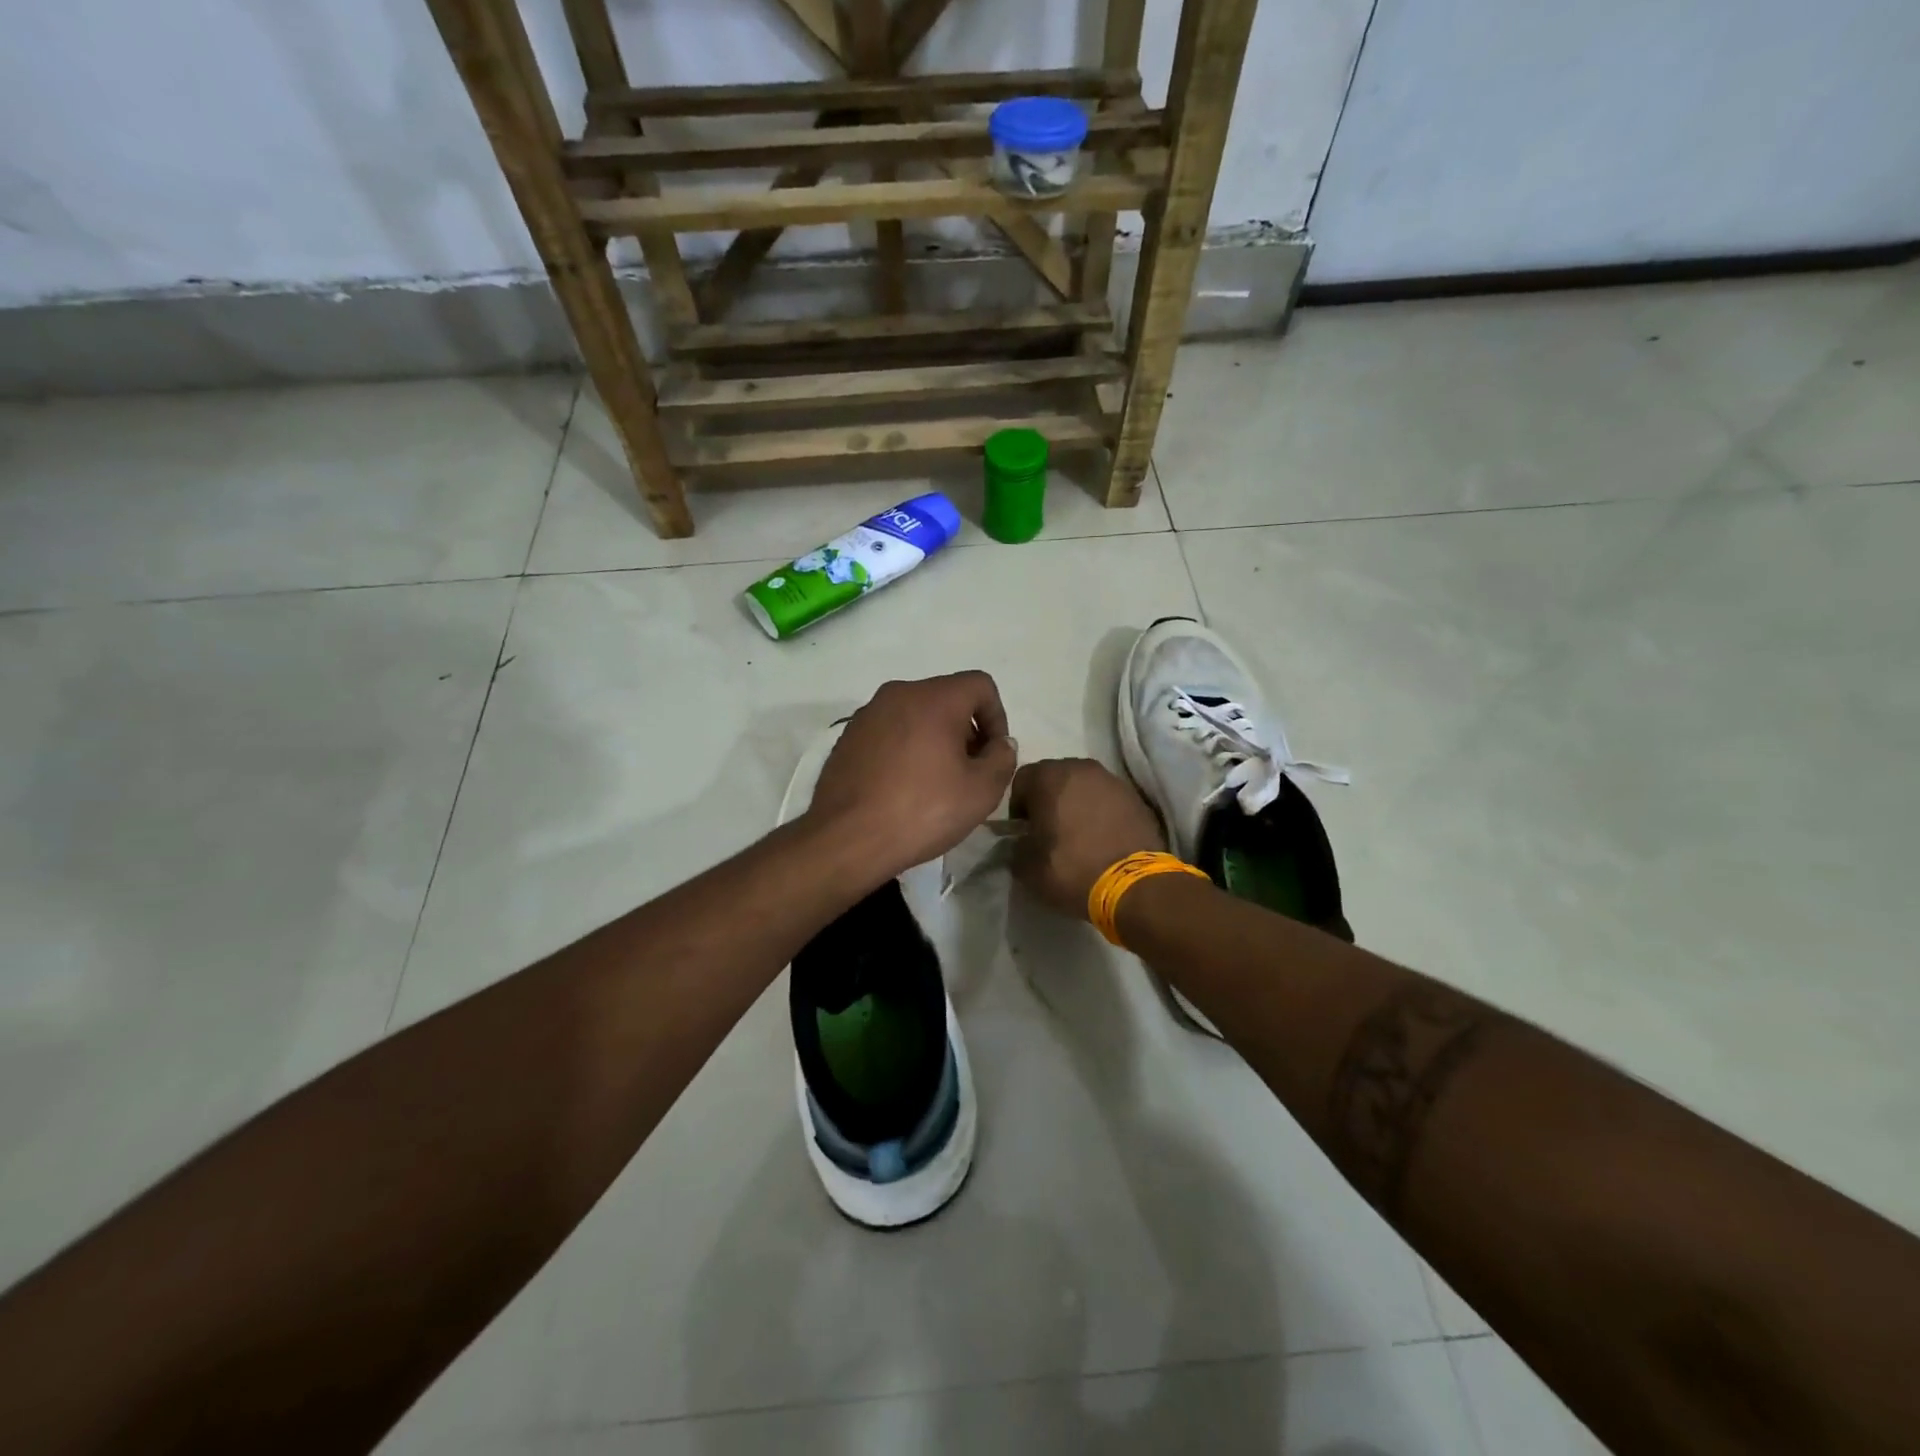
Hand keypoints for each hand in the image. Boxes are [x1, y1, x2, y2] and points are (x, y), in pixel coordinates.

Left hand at [807, 672, 1018, 885]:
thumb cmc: (922, 811)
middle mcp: (898, 694)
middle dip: (966, 729)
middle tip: (969, 771)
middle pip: (947, 698)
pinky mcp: (847, 737)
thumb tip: (1000, 743)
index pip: (980, 685)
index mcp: (934, 698)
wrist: (847, 838)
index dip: (997, 717)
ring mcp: (868, 714)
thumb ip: (1002, 758)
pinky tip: (903, 787)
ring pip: (916, 714)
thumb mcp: (981, 791)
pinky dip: (905, 748)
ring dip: (935, 739)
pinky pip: (889, 731)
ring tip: (936, 782)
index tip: (993, 755)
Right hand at [1009, 758, 1165, 917]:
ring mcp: (1112, 780)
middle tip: (1049, 830)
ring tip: (1078, 834)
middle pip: (1054, 777)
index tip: (1024, 831)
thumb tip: (1022, 843)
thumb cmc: (1073, 869)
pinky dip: (1100, 812)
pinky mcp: (1136, 797)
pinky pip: (1107, 798)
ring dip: (1075, 803)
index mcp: (1050, 778)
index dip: (1018, 807)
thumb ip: (1016, 847)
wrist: (1135, 885)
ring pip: (1083, 785)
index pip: (1021, 780)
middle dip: (1048, 799)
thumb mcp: (1027, 868)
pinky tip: (1102, 837)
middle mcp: (1081, 768)